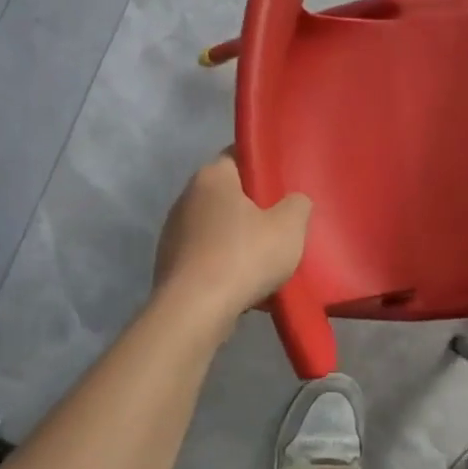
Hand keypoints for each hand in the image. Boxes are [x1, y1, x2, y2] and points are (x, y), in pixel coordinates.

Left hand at [154, 154, 310, 318]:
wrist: (193, 312)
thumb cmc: (243, 257)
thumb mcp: (289, 227)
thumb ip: (298, 204)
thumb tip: (294, 201)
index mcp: (212, 177)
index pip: (238, 155)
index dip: (263, 166)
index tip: (284, 182)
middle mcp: (186, 197)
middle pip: (228, 193)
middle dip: (254, 206)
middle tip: (282, 221)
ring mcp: (173, 232)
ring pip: (217, 227)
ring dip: (239, 239)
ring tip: (267, 259)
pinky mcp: (169, 265)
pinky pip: (206, 256)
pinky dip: (224, 265)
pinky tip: (245, 284)